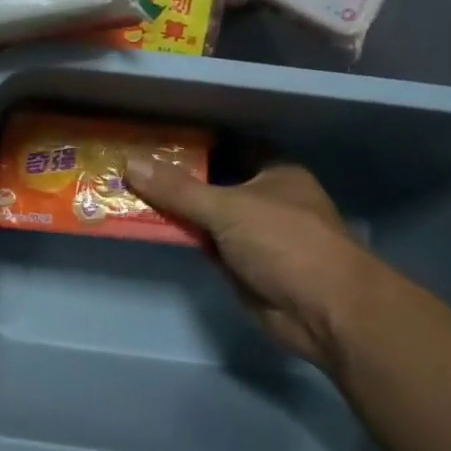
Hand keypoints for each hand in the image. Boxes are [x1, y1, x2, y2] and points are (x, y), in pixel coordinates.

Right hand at [124, 157, 368, 372]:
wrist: (326, 313)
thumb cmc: (286, 244)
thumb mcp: (228, 208)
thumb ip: (178, 189)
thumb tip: (130, 162)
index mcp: (274, 173)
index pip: (227, 146)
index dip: (193, 142)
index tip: (153, 137)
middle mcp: (265, 199)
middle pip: (213, 181)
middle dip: (176, 176)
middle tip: (128, 163)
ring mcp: (253, 234)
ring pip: (205, 214)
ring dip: (174, 208)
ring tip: (125, 187)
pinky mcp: (242, 265)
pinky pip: (204, 243)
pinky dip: (181, 236)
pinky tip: (146, 224)